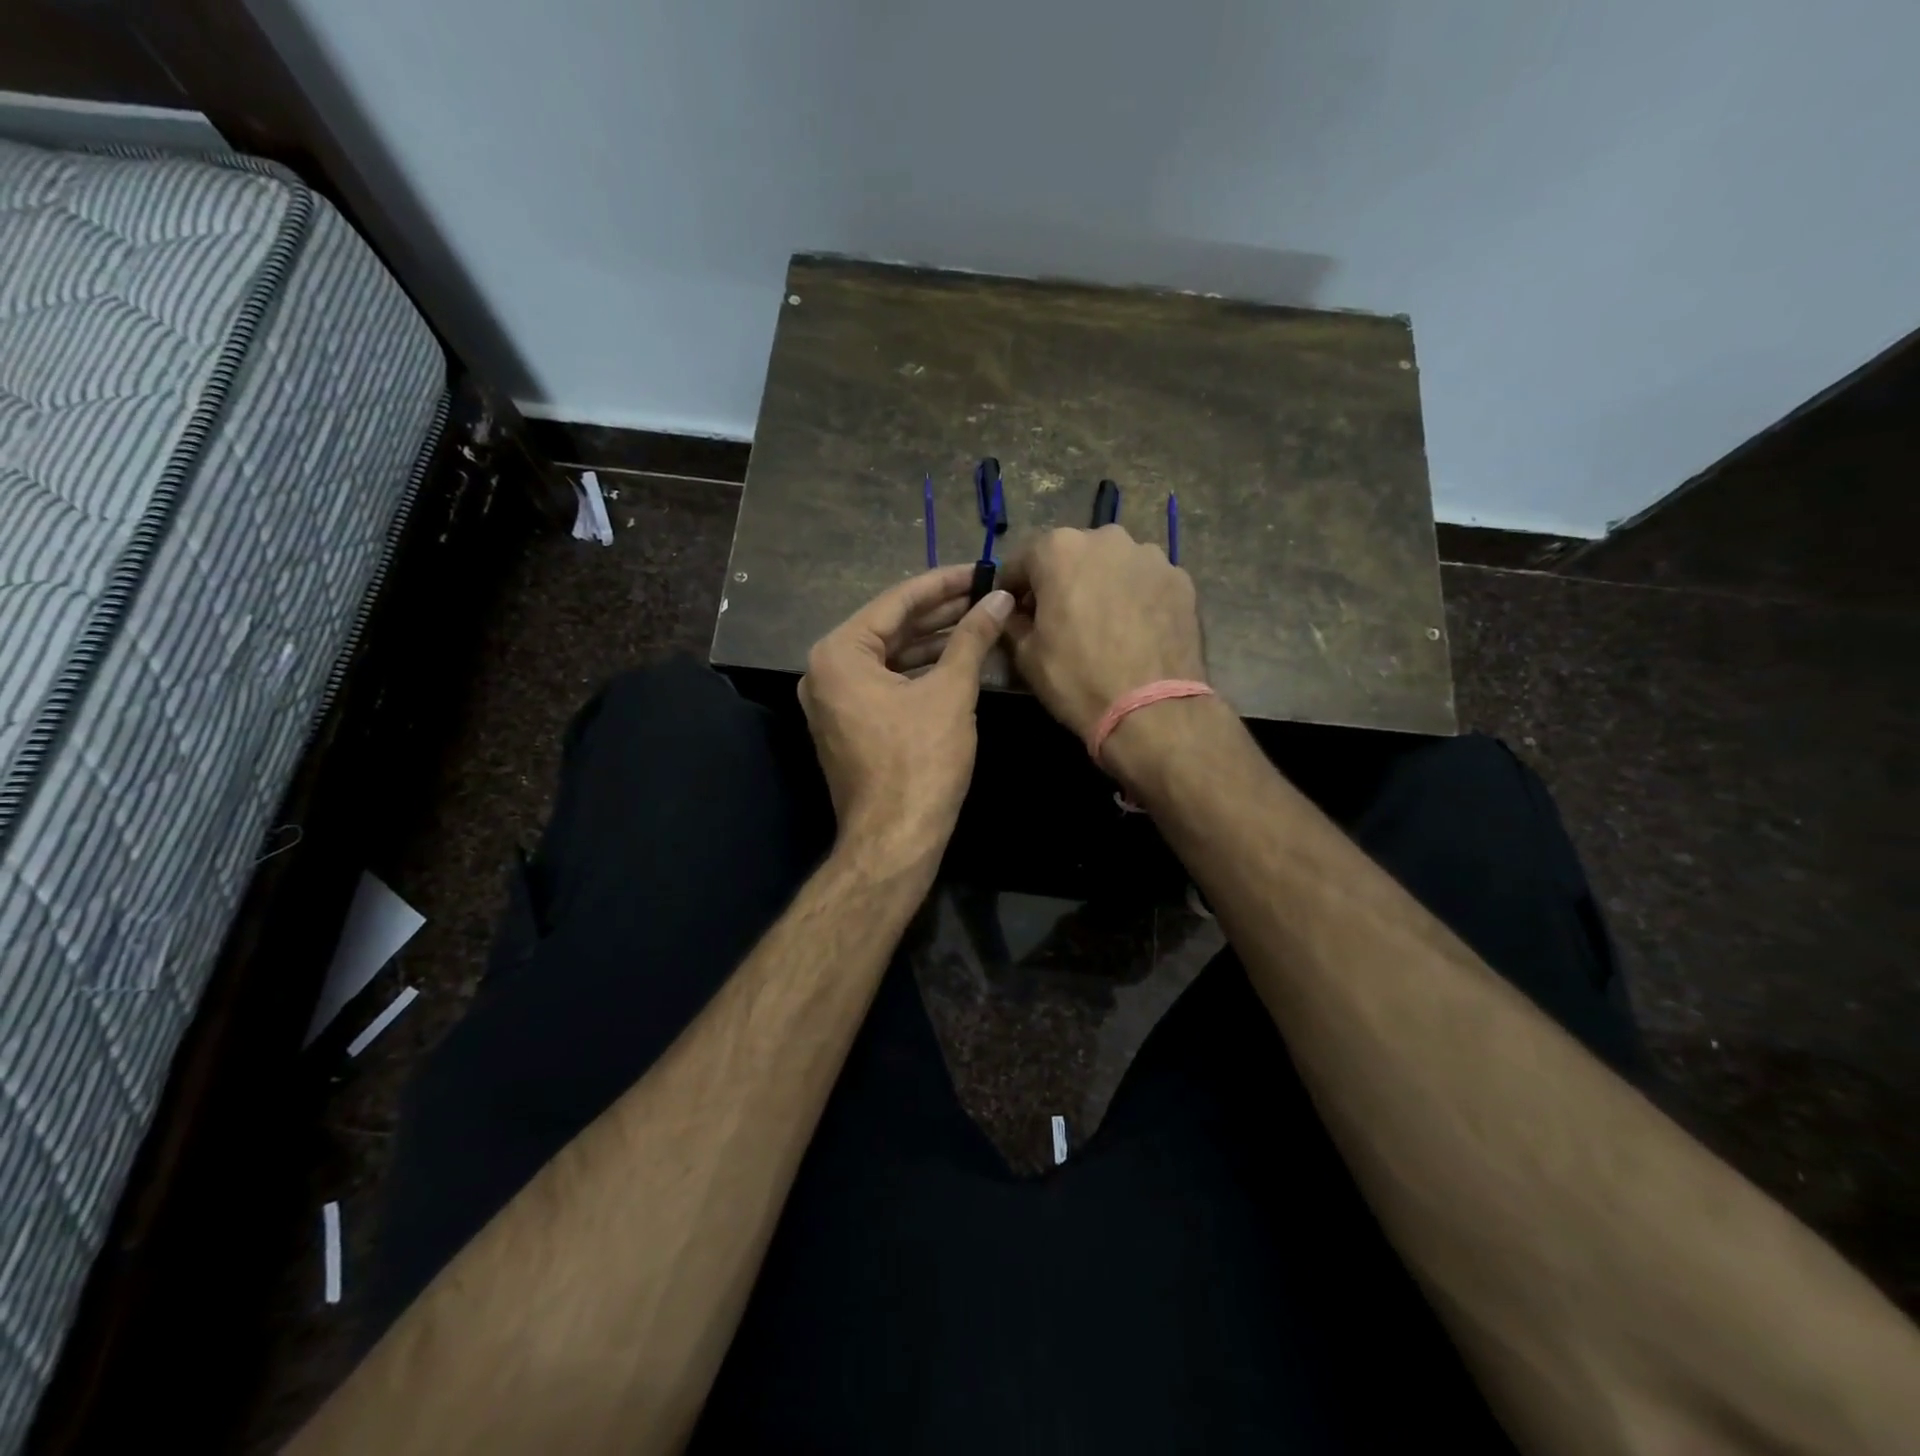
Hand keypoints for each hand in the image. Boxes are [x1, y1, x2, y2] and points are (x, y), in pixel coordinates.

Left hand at [799, 565, 1013, 874]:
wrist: (895, 839)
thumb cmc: (921, 761)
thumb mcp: (951, 692)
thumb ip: (973, 638)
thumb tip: (999, 598)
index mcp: (838, 653)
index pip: (896, 602)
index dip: (942, 584)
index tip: (978, 569)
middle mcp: (825, 671)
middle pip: (890, 628)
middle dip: (939, 613)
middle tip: (983, 594)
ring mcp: (833, 701)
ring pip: (890, 658)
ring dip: (932, 642)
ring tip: (978, 621)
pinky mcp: (849, 725)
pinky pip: (885, 684)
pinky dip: (919, 672)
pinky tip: (955, 660)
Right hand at [1000, 525, 1205, 740]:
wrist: (1152, 710)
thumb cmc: (1078, 679)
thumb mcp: (1026, 655)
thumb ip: (1014, 621)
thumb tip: (1015, 612)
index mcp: (1060, 549)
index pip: (1022, 560)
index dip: (1012, 588)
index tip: (1014, 612)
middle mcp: (1107, 538)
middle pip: (1071, 555)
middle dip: (1060, 581)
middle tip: (1059, 618)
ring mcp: (1150, 556)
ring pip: (1112, 566)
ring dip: (1100, 586)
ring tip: (1102, 625)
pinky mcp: (1181, 580)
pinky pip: (1145, 582)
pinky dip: (1134, 598)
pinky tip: (1134, 631)